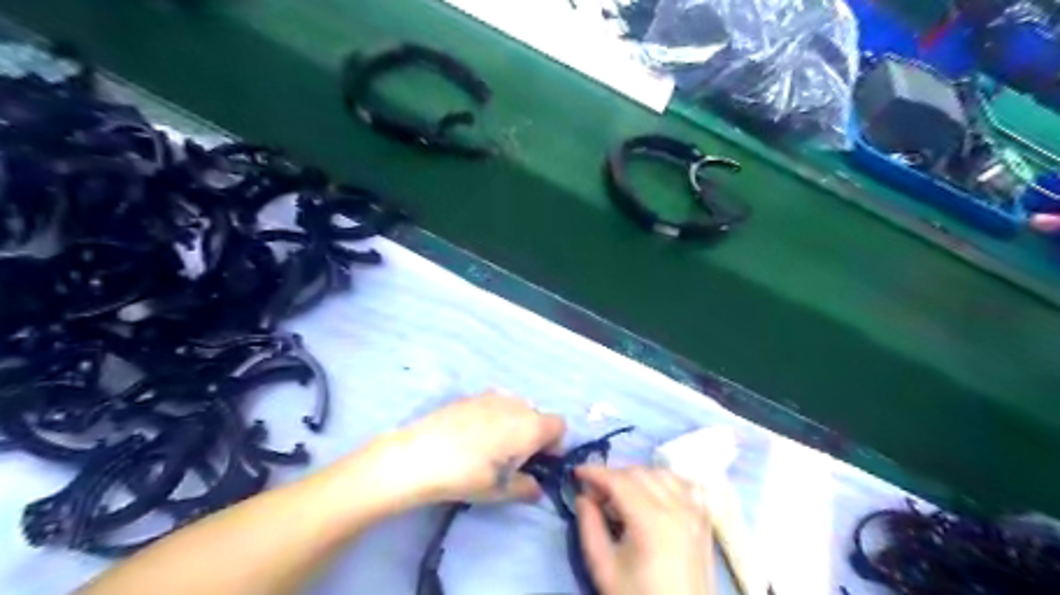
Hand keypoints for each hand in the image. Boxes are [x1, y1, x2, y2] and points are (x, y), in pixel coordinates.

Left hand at [368, 392, 560, 504]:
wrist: (421, 455)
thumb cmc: (469, 475)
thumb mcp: (502, 491)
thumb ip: (527, 487)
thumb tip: (536, 488)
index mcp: (532, 425)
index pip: (560, 426)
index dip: (553, 445)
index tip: (537, 463)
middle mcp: (517, 404)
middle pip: (537, 416)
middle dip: (532, 435)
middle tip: (512, 458)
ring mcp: (492, 396)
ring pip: (514, 409)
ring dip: (512, 425)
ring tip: (489, 447)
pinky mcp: (470, 396)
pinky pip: (492, 405)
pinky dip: (491, 418)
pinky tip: (470, 437)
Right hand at [576, 464, 714, 594]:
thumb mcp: (604, 567)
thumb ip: (590, 526)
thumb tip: (583, 496)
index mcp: (652, 520)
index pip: (619, 481)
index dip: (595, 472)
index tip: (576, 472)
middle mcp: (677, 508)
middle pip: (639, 473)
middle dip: (613, 475)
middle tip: (595, 493)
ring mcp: (695, 512)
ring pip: (661, 474)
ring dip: (637, 476)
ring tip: (621, 495)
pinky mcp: (703, 520)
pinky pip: (684, 485)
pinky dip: (664, 481)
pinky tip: (652, 493)